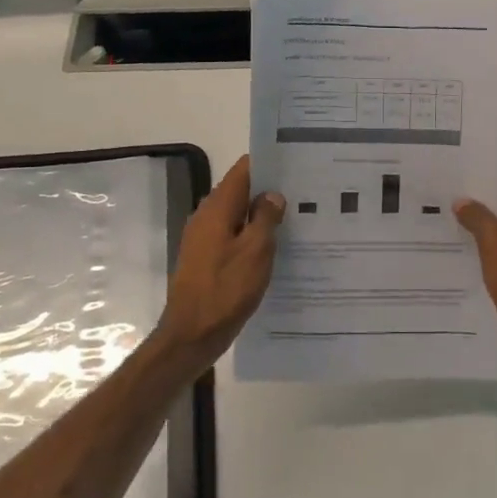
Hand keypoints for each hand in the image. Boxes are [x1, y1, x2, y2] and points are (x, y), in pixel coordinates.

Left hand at [155, 156, 284, 362]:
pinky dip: (251, 236)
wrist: (192, 334)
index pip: (243, 170)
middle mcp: (206, 216)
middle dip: (269, 190)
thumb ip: (265, 218)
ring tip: (296, 219)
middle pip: (240, 191)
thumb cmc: (226, 289)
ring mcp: (203, 238)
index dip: (268, 163)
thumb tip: (272, 194)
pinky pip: (232, 236)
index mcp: (217, 208)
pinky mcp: (205, 258)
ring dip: (261, 216)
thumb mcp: (255, 251)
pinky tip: (274, 248)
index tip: (295, 164)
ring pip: (237, 215)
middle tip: (304, 193)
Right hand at [454, 181, 496, 385]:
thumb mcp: (496, 243)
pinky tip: (461, 260)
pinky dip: (486, 258)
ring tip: (446, 229)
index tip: (456, 181)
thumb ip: (478, 217)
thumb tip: (463, 202)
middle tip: (445, 203)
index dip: (486, 184)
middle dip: (479, 210)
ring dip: (480, 235)